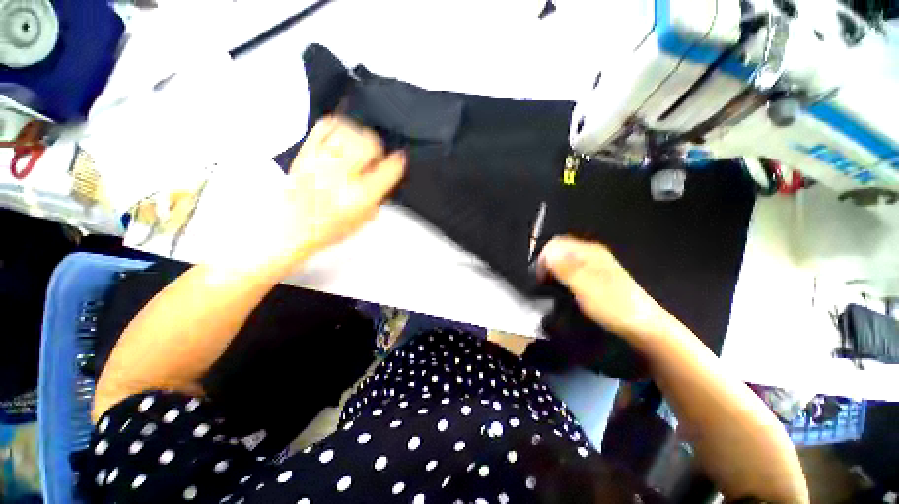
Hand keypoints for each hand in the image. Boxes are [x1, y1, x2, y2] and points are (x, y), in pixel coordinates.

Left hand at [281, 116, 405, 259]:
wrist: (291, 228)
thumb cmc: (327, 228)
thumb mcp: (363, 219)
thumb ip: (378, 197)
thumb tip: (386, 177)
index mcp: (360, 196)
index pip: (389, 169)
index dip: (398, 162)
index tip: (399, 159)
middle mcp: (342, 176)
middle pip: (368, 144)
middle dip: (377, 147)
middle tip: (374, 156)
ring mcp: (322, 162)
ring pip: (348, 131)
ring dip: (358, 136)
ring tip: (356, 147)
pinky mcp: (306, 153)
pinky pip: (324, 127)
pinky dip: (337, 127)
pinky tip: (341, 138)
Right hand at [537, 236, 671, 343]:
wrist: (641, 326)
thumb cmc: (613, 305)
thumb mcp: (585, 285)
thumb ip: (564, 267)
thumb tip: (547, 253)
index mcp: (589, 252)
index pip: (555, 244)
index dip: (543, 258)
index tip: (539, 277)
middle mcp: (591, 254)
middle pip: (560, 250)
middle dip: (547, 263)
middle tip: (544, 282)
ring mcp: (595, 265)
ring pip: (565, 260)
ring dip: (554, 270)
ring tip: (553, 286)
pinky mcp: (596, 277)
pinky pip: (572, 269)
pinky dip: (563, 276)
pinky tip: (566, 288)